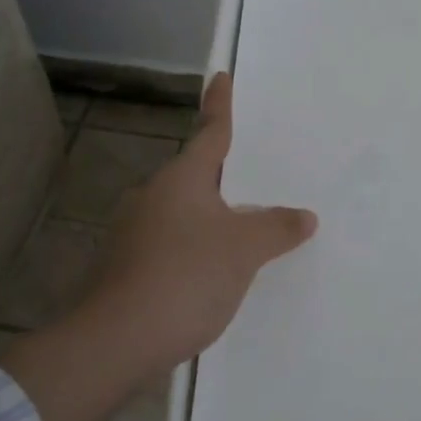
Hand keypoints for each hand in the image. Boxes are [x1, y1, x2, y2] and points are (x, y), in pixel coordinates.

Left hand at [78, 71, 317, 381]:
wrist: (115, 342)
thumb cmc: (185, 277)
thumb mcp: (243, 250)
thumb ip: (276, 228)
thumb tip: (304, 216)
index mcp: (181, 180)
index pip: (210, 133)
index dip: (220, 106)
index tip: (222, 78)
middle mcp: (153, 197)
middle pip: (196, 175)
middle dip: (224, 173)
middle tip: (256, 171)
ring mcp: (134, 233)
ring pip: (183, 213)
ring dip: (211, 216)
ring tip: (246, 229)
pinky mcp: (126, 268)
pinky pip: (172, 245)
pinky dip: (196, 249)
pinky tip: (215, 273)